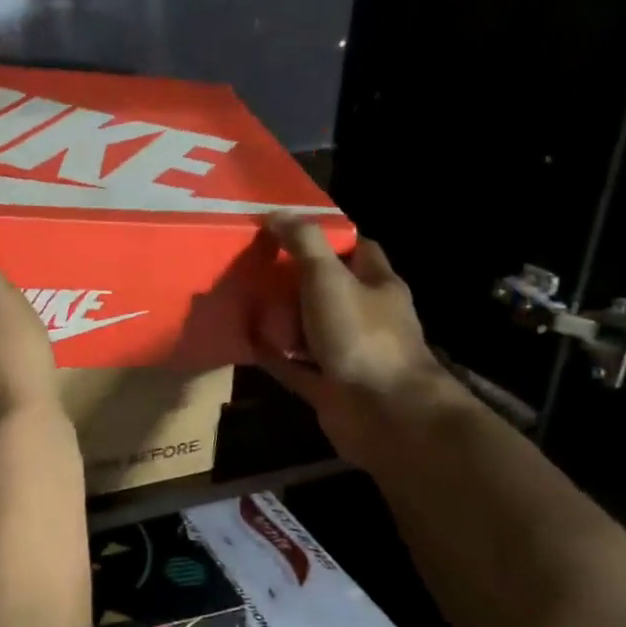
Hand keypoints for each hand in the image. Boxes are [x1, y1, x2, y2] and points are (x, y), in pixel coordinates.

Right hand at [256, 217, 446, 465]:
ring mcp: (347, 352)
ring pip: (309, 327)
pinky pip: (292, 364)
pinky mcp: (327, 385)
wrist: (383, 413)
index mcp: (377, 285)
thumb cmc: (362, 336)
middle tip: (252, 261)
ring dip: (281, 316)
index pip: (356, 248)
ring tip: (242, 297)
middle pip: (328, 288)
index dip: (326, 235)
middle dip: (294, 276)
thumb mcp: (329, 278)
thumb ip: (303, 244)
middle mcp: (365, 316)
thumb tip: (275, 213)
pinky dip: (271, 354)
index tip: (287, 227)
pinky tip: (244, 340)